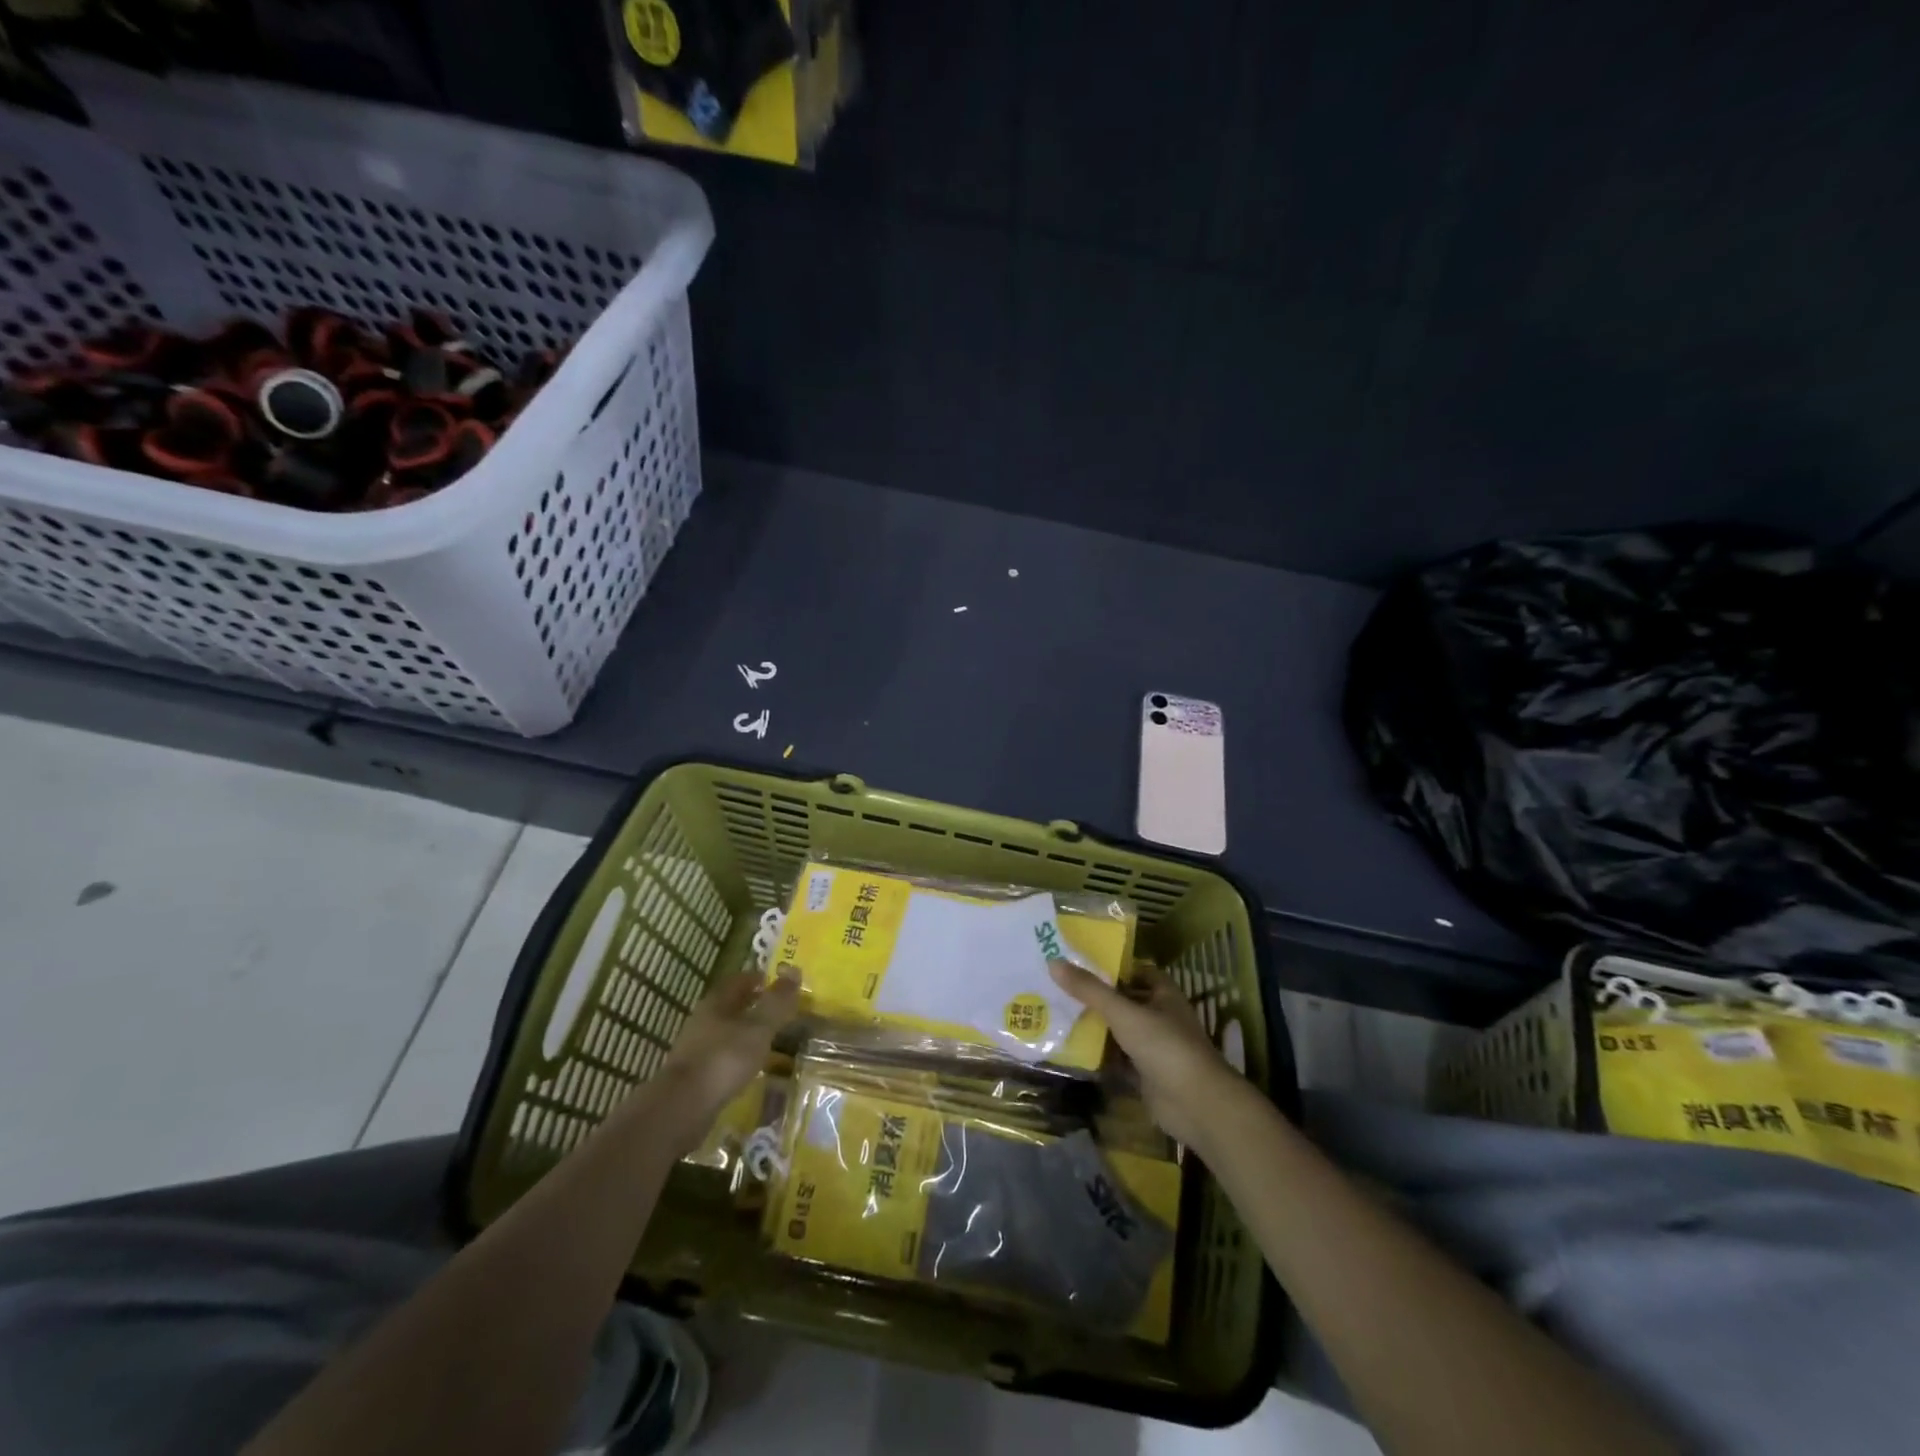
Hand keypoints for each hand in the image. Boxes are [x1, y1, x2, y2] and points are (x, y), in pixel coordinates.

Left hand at [653, 970, 799, 1144]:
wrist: (682, 1108)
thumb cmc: (724, 1059)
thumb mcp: (758, 1028)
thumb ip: (777, 1002)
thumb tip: (794, 971)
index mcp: (716, 1003)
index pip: (738, 980)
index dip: (757, 978)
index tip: (775, 981)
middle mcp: (703, 1021)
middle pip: (730, 1005)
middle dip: (752, 1004)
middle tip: (777, 1009)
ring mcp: (695, 1049)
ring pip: (725, 1031)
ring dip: (744, 1031)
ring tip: (767, 1038)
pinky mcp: (694, 1076)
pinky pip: (721, 1056)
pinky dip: (737, 1055)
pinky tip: (749, 1066)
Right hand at [1050, 959, 1253, 1153]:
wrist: (1196, 1105)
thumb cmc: (1165, 1046)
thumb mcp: (1124, 1013)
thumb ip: (1090, 990)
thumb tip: (1053, 962)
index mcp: (1163, 994)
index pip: (1136, 971)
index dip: (1111, 966)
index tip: (1078, 962)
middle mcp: (1160, 1016)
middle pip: (1124, 1001)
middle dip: (1096, 997)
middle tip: (1058, 988)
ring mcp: (1154, 1047)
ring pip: (1120, 1031)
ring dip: (1095, 1026)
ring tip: (1057, 1014)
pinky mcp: (1146, 1074)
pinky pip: (1118, 1059)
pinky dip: (1099, 1056)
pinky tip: (1071, 1050)